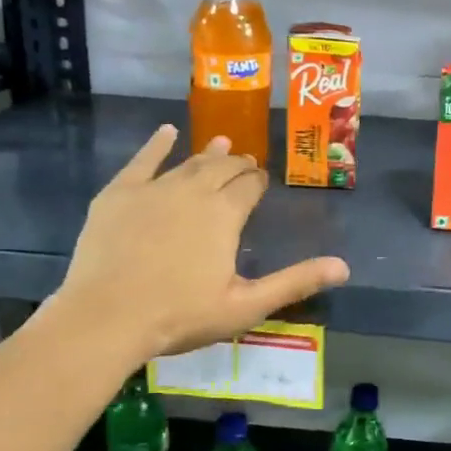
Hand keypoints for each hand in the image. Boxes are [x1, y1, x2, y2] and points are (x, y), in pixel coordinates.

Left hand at [49, 126, 349, 357]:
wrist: (106, 318)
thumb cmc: (180, 315)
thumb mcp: (246, 305)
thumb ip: (295, 282)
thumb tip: (344, 267)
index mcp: (225, 214)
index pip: (249, 186)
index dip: (258, 182)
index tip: (261, 180)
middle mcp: (194, 190)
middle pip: (221, 169)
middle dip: (237, 165)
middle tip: (246, 163)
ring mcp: (154, 188)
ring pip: (188, 163)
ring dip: (207, 153)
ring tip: (220, 143)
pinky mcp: (119, 194)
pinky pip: (142, 160)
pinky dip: (156, 144)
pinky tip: (166, 132)